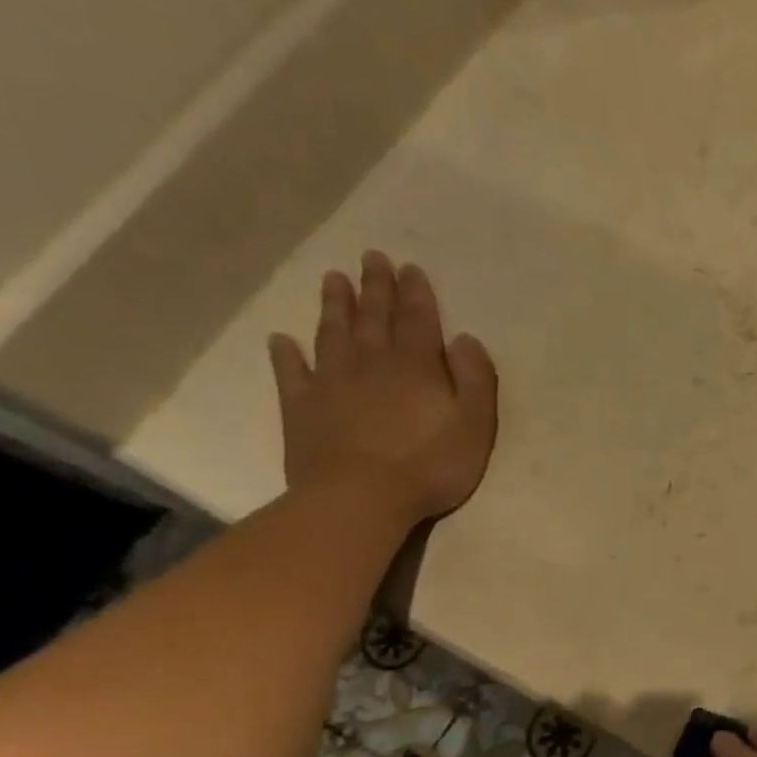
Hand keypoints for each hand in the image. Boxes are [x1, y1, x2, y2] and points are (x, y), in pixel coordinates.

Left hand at [268, 252, 498, 523]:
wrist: (360, 499)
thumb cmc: (430, 466)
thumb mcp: (475, 425)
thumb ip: (475, 379)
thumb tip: (466, 339)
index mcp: (417, 366)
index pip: (418, 319)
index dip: (416, 293)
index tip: (410, 268)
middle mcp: (372, 363)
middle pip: (374, 317)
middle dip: (375, 287)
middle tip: (371, 257)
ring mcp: (332, 383)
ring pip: (332, 334)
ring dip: (334, 306)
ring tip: (332, 279)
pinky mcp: (302, 408)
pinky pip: (291, 373)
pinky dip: (286, 354)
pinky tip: (281, 340)